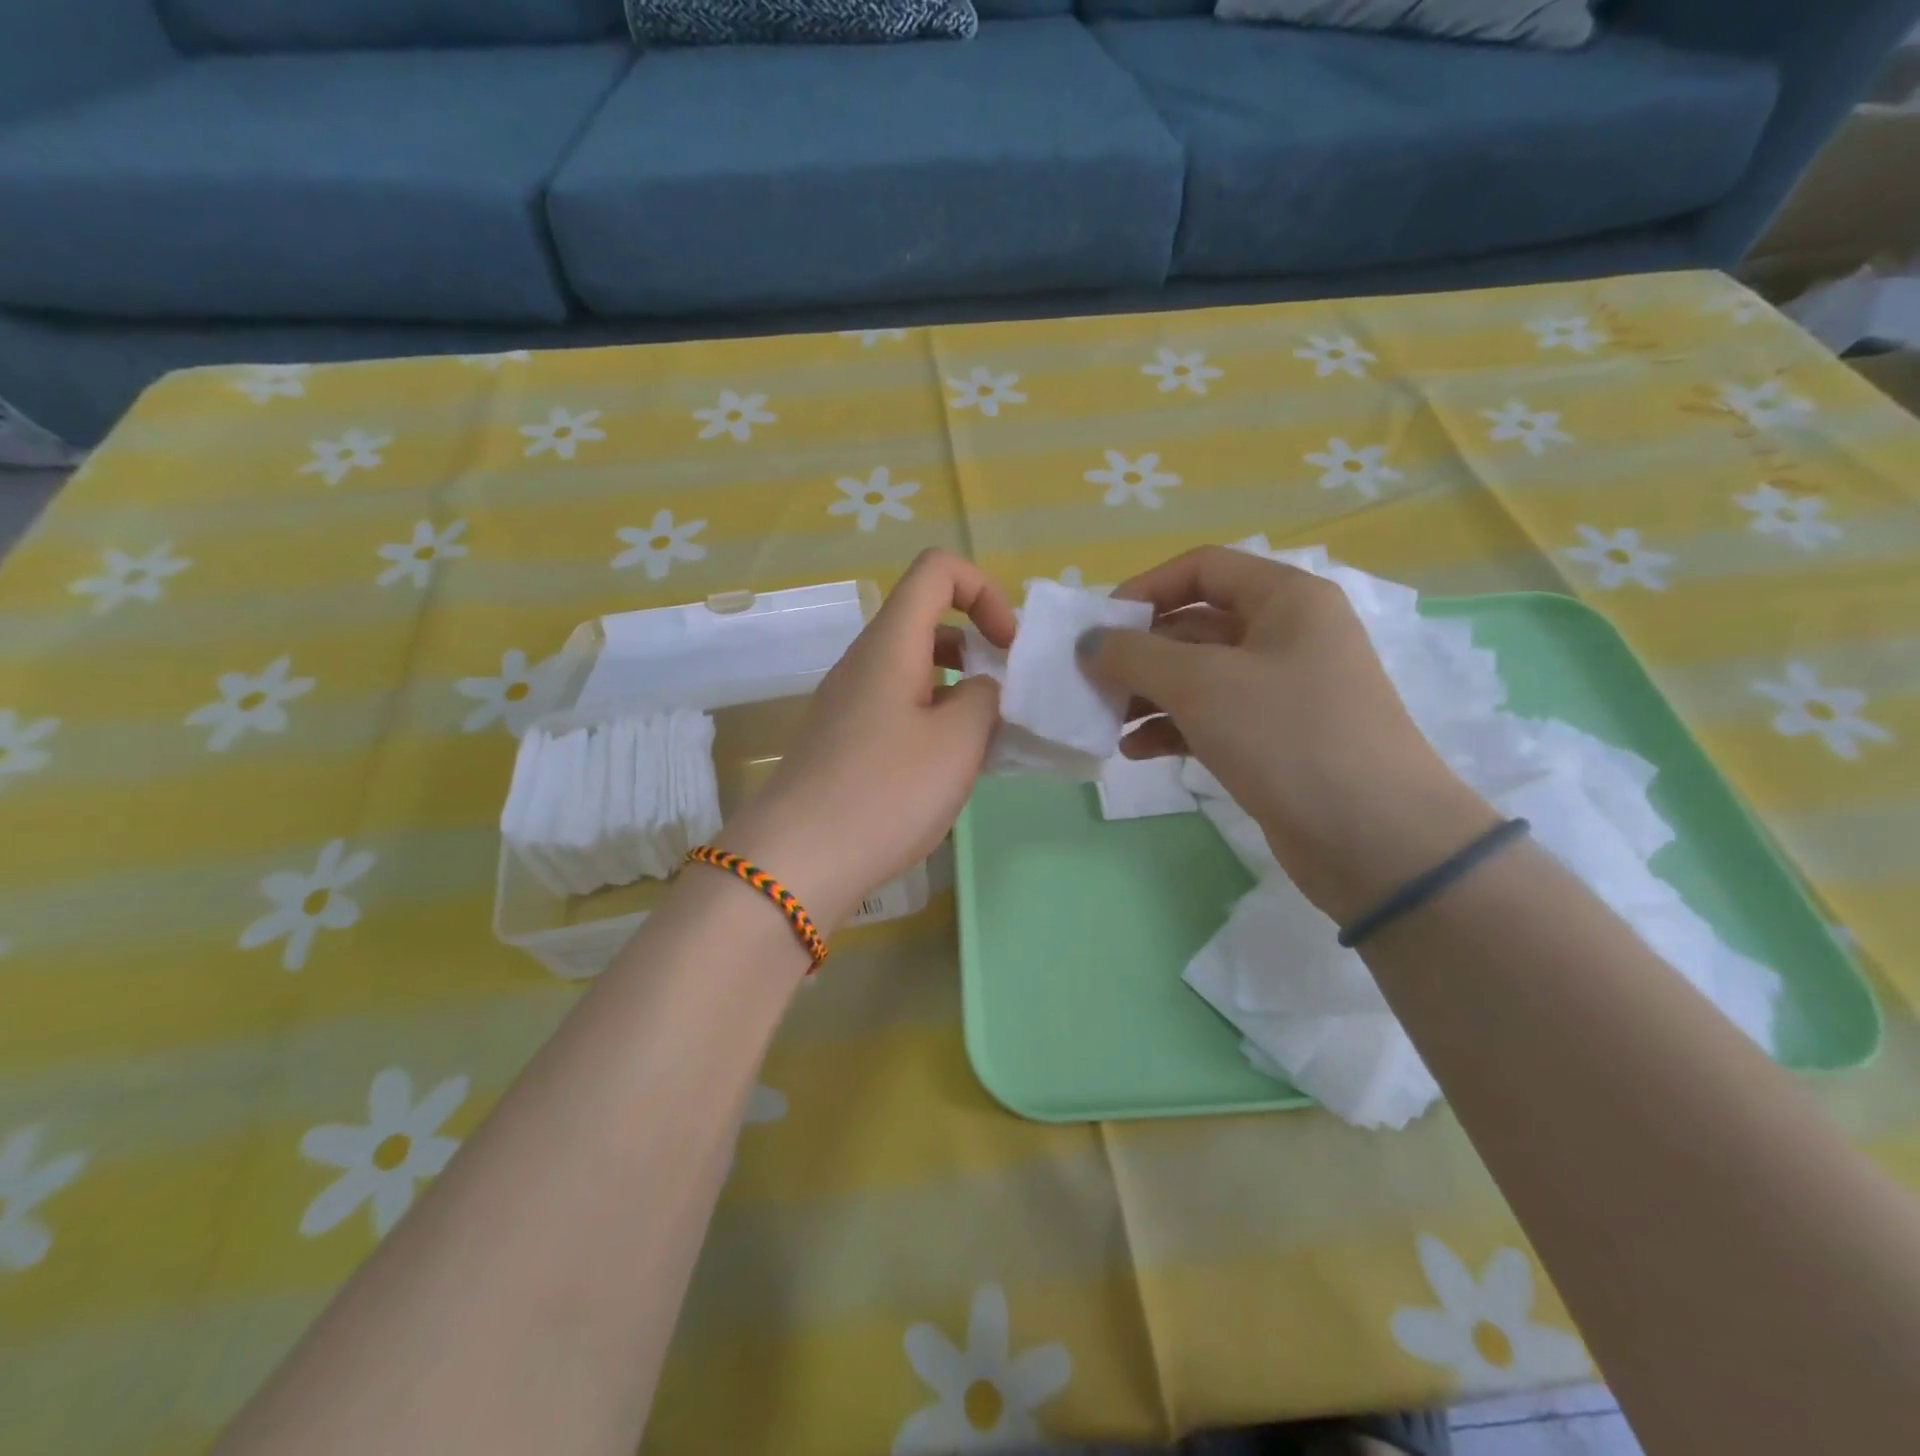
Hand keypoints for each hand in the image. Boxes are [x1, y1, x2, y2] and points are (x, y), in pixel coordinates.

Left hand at [715, 549, 1016, 929]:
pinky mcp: (841, 741)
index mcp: (890, 644)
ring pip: (912, 668)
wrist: (798, 861)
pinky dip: (931, 718)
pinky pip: (895, 707)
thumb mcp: (958, 742)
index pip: (937, 570)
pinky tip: (947, 769)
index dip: (984, 590)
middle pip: (925, 619)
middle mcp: (863, 662)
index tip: (1008, 645)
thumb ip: (985, 699)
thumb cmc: (886, 791)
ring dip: (956, 687)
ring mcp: (847, 703)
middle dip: (976, 644)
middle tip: (1005, 694)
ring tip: (984, 738)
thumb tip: (980, 690)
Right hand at [1081, 546, 1496, 920]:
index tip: (1100, 626)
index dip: (1146, 588)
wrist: (1374, 838)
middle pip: (1196, 625)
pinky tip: (1135, 751)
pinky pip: (1211, 719)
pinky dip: (1171, 729)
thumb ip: (1134, 655)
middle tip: (1092, 680)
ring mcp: (1283, 691)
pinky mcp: (1275, 740)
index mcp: (1286, 600)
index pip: (1203, 569)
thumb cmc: (1287, 736)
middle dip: (1140, 652)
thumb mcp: (1201, 684)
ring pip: (1200, 677)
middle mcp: (1288, 636)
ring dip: (1149, 694)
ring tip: (1106, 720)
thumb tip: (1089, 643)